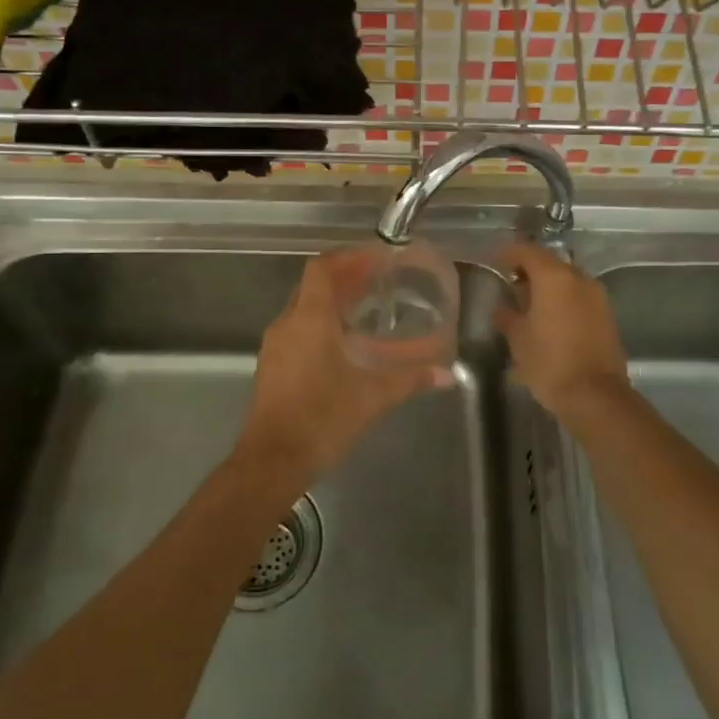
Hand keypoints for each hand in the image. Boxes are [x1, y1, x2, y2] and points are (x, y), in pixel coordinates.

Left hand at [238, 250, 449, 485]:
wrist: (272, 461)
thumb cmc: (321, 418)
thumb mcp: (372, 397)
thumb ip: (409, 379)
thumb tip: (446, 374)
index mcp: (309, 319)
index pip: (321, 268)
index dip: (347, 258)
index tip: (374, 259)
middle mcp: (288, 324)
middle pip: (312, 286)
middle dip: (343, 279)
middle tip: (376, 282)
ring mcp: (275, 346)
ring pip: (302, 309)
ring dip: (330, 303)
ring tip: (363, 310)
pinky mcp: (271, 366)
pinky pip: (296, 330)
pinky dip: (319, 325)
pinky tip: (342, 345)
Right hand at [492, 243, 631, 413]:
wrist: (595, 396)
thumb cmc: (549, 362)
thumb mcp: (518, 339)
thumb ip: (507, 316)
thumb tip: (502, 308)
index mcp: (554, 277)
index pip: (527, 251)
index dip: (508, 253)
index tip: (494, 261)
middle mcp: (579, 278)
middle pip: (549, 263)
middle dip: (528, 270)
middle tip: (509, 284)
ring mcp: (597, 296)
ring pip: (566, 279)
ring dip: (547, 285)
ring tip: (528, 304)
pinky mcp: (606, 314)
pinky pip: (579, 296)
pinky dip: (562, 299)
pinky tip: (549, 318)